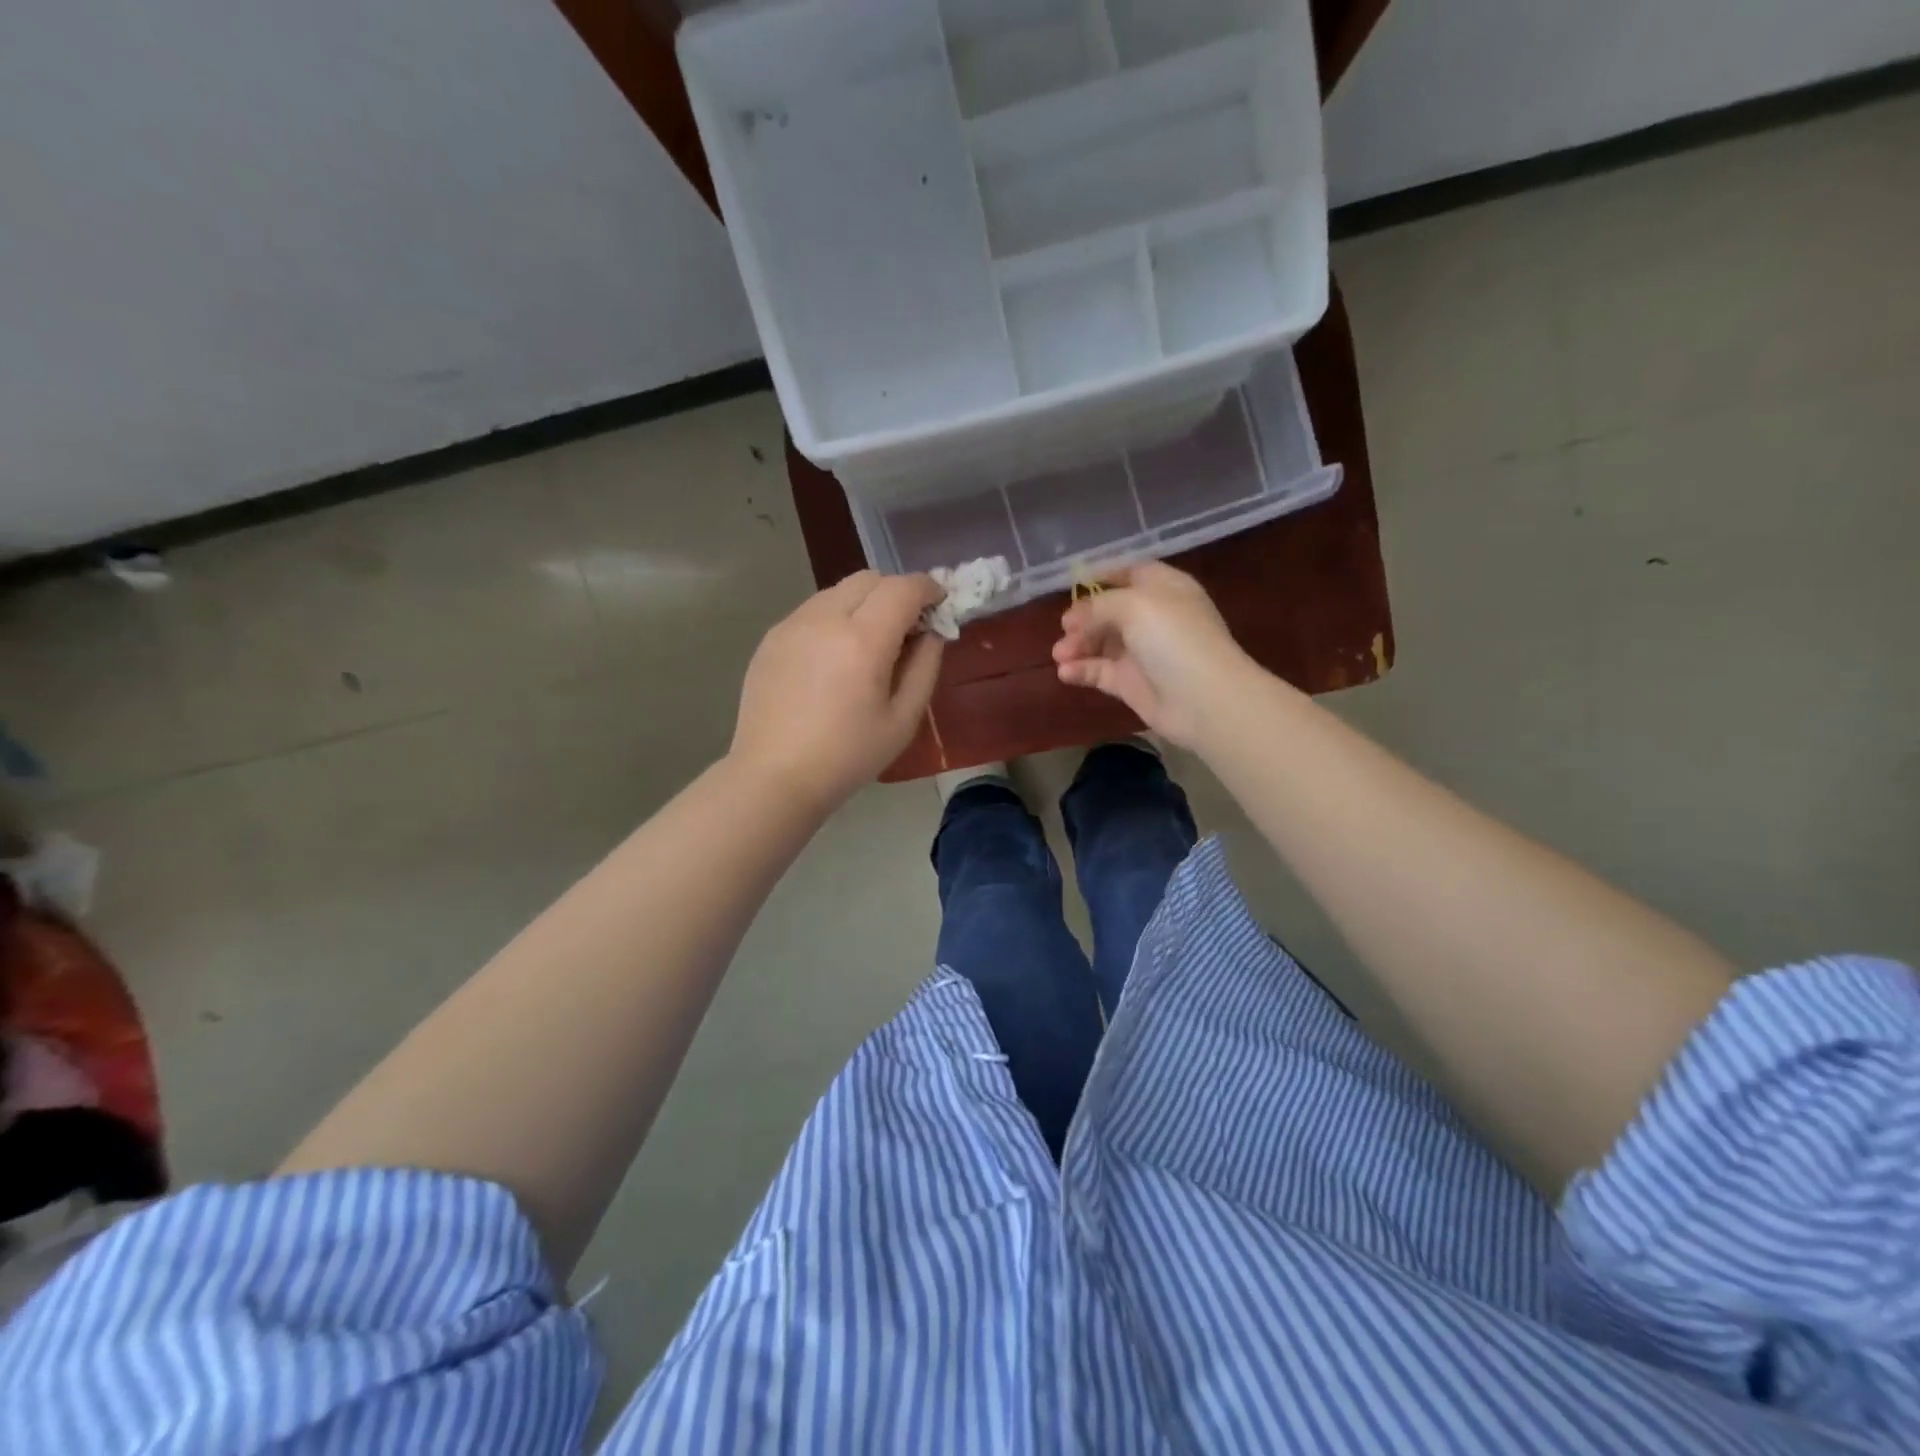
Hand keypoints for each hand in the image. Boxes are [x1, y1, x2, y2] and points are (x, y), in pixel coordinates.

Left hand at [732, 571, 945, 811]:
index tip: (940, 605)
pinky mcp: (771, 637)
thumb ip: (925, 667)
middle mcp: (824, 618)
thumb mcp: (903, 720)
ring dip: (864, 603)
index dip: (928, 589)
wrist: (774, 777)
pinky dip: (835, 618)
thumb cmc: (847, 756)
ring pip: (838, 591)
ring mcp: (792, 624)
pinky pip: (813, 611)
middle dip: (896, 592)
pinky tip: (834, 658)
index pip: (903, 588)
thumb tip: (931, 632)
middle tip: (907, 628)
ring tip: (869, 644)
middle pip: (869, 579)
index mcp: (863, 640)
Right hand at [1052, 562, 1252, 747]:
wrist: (1203, 699)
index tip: (1074, 583)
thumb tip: (1076, 616)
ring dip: (1077, 645)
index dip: (1104, 575)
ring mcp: (1143, 653)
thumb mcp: (1135, 605)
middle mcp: (1154, 618)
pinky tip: (1065, 672)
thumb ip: (1100, 604)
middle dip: (1084, 617)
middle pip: (1110, 611)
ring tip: (1059, 654)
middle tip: (1065, 628)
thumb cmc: (1173, 638)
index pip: (1132, 573)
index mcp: (1165, 589)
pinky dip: (1081, 670)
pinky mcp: (1132, 684)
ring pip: (1101, 643)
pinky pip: (1100, 672)